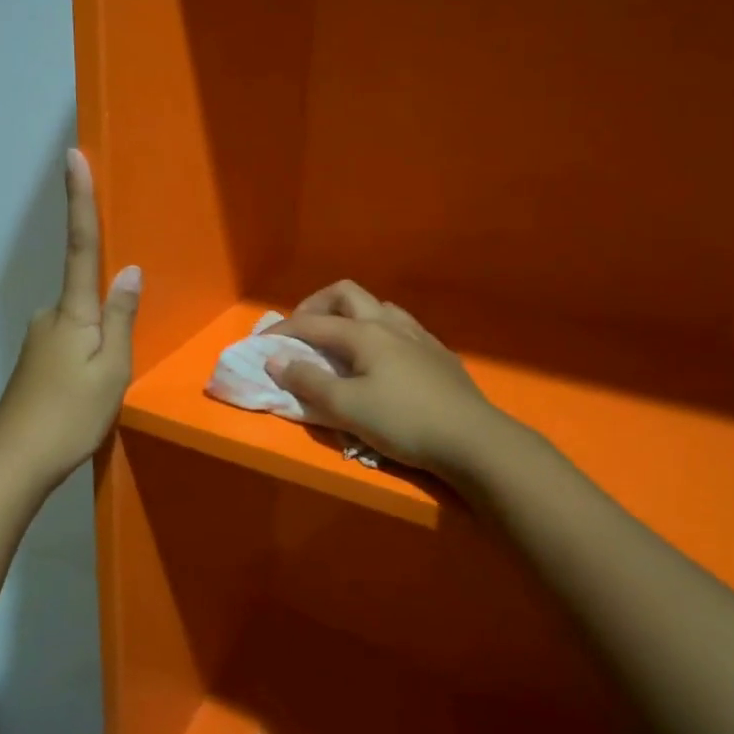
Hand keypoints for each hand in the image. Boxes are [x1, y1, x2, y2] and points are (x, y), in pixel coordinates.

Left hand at [0, 150, 140, 487]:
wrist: (15, 461)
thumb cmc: (70, 415)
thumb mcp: (111, 370)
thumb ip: (121, 318)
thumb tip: (130, 271)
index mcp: (72, 312)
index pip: (81, 245)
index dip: (79, 200)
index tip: (73, 156)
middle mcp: (50, 316)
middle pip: (86, 296)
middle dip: (108, 317)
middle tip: (114, 372)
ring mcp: (38, 339)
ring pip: (80, 326)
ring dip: (98, 347)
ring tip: (101, 395)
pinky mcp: (35, 361)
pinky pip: (70, 345)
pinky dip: (86, 360)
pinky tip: (87, 396)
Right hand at [268, 281, 506, 477]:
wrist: (472, 439)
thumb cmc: (403, 422)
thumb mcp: (347, 408)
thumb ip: (308, 381)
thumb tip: (276, 360)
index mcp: (365, 333)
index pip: (312, 323)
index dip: (282, 332)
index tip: (260, 346)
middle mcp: (390, 324)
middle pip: (346, 294)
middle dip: (317, 305)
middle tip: (301, 332)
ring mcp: (419, 336)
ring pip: (378, 307)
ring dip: (350, 316)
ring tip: (340, 343)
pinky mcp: (438, 354)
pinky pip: (400, 327)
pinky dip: (377, 332)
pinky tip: (381, 360)